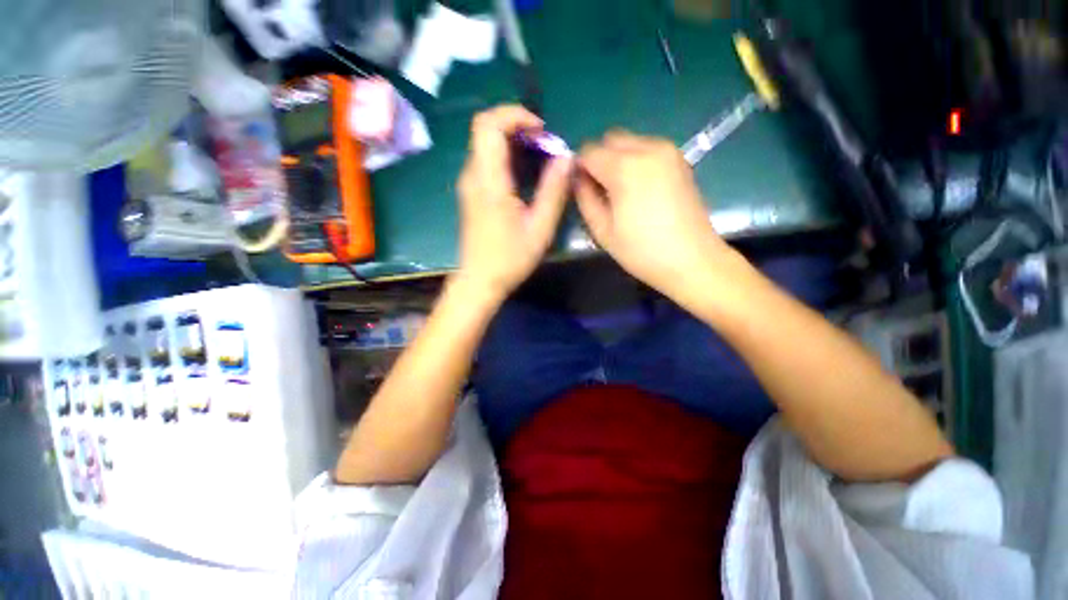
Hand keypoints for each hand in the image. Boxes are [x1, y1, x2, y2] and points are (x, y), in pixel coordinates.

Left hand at [456, 105, 571, 299]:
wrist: (479, 280)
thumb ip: (554, 191)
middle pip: (485, 128)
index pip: (488, 125)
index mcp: (489, 182)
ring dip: (513, 141)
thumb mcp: (539, 229)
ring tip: (539, 159)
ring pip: (485, 144)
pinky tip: (524, 175)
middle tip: (544, 144)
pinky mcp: (471, 193)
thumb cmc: (509, 259)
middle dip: (517, 126)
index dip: (514, 115)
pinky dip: (506, 156)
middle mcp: (473, 176)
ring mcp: (469, 184)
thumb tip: (566, 157)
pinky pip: (486, 160)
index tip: (541, 130)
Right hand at [575, 131, 732, 299]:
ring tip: (622, 191)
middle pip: (611, 139)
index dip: (580, 168)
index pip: (589, 151)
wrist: (692, 259)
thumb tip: (578, 179)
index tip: (582, 190)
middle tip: (601, 190)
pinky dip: (636, 161)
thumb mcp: (602, 230)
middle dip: (599, 159)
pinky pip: (647, 148)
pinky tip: (640, 189)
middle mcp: (648, 149)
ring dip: (618, 159)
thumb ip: (584, 198)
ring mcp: (668, 151)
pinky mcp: (680, 159)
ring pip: (630, 141)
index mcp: (625, 168)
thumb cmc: (641, 250)